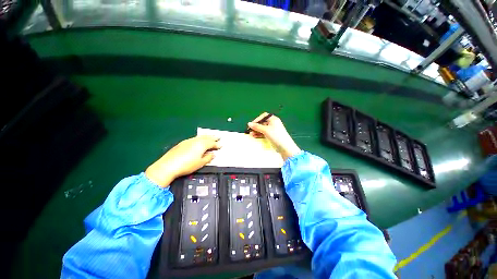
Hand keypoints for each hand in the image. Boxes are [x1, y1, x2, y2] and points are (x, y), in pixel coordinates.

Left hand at [145, 136, 220, 186]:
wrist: (168, 166)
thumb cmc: (186, 165)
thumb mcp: (200, 163)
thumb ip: (208, 158)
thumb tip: (212, 154)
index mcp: (202, 145)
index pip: (212, 143)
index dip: (217, 144)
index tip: (221, 145)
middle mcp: (196, 141)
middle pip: (207, 137)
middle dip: (213, 137)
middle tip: (218, 137)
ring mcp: (189, 141)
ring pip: (200, 137)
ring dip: (207, 136)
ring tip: (210, 136)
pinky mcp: (183, 143)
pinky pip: (195, 138)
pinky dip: (200, 138)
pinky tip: (199, 140)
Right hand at [248, 113, 300, 160]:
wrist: (284, 147)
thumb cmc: (276, 135)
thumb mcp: (265, 130)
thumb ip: (257, 126)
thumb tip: (249, 123)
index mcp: (273, 119)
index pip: (264, 116)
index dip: (257, 119)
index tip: (252, 124)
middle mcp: (273, 123)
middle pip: (262, 123)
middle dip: (256, 126)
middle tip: (249, 130)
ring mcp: (272, 130)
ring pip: (262, 129)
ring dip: (256, 131)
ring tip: (251, 134)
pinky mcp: (272, 136)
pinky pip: (264, 133)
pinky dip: (259, 134)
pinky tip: (254, 136)